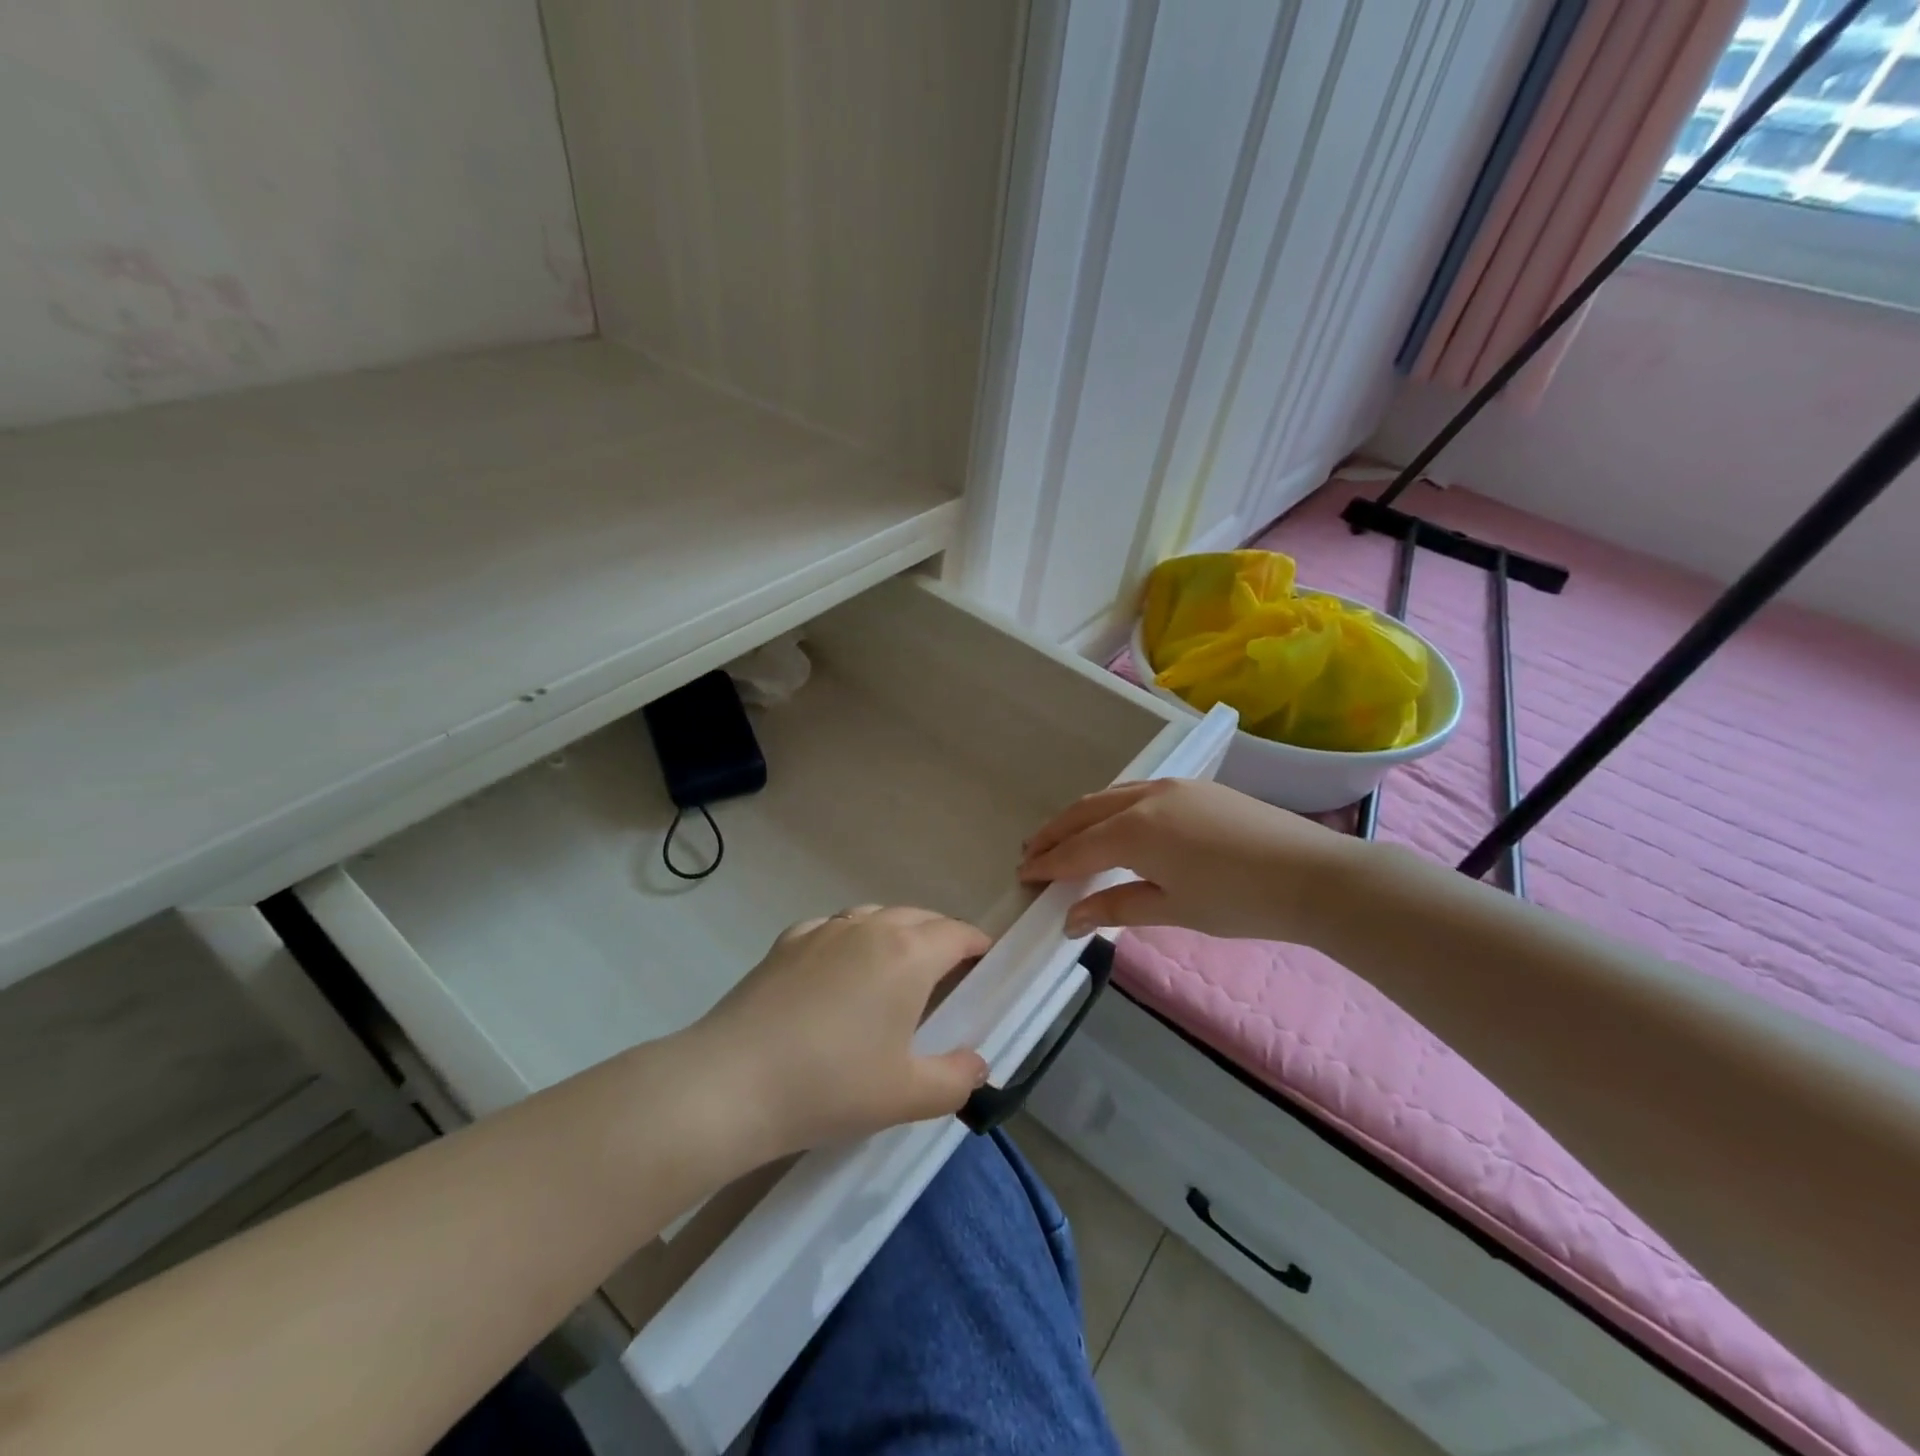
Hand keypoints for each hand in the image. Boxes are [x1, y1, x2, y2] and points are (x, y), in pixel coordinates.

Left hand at [688, 907, 992, 1158]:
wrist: (731, 1083)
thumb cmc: (831, 1085)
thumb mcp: (906, 1095)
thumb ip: (956, 1079)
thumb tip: (978, 1065)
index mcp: (907, 954)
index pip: (956, 934)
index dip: (977, 945)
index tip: (986, 962)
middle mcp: (868, 928)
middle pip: (918, 917)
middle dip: (941, 936)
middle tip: (948, 971)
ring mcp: (823, 930)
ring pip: (874, 916)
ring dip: (896, 932)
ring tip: (896, 967)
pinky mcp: (786, 943)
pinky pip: (834, 927)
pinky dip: (851, 939)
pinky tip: (839, 970)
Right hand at [1019, 779, 1358, 943]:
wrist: (1314, 875)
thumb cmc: (1239, 901)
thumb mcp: (1172, 908)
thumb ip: (1116, 907)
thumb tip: (1069, 919)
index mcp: (1134, 831)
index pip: (1076, 849)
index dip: (1047, 863)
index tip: (1023, 875)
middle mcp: (1145, 798)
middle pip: (1084, 812)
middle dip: (1054, 833)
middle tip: (1031, 852)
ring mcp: (1172, 787)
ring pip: (1110, 796)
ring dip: (1080, 816)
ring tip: (1063, 836)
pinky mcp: (1195, 787)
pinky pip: (1136, 792)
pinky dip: (1111, 807)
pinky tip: (1113, 823)